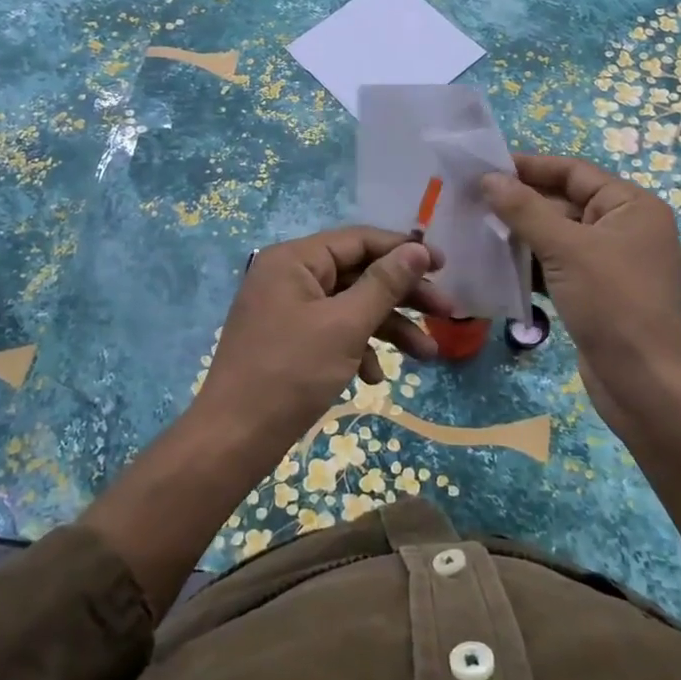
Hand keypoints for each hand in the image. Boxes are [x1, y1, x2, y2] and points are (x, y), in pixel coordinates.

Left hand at [196, 227, 453, 445]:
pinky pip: (333, 331)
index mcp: (295, 260)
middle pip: (358, 274)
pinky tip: (374, 377)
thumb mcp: (345, 325)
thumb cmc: (291, 373)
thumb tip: (418, 249)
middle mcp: (289, 276)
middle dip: (402, 296)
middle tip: (446, 314)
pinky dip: (358, 348)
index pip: (359, 240)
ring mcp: (287, 309)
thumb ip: (384, 284)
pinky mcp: (289, 340)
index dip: (403, 250)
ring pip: (350, 306)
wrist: (234, 439)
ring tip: (429, 355)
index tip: (445, 267)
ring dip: (389, 328)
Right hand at [482, 155, 680, 421]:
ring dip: (519, 235)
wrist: (646, 385)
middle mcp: (623, 228)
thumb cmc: (614, 304)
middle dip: (519, 203)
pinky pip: (557, 267)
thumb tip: (489, 178)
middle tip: (469, 201)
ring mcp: (609, 264)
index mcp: (631, 206)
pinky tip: (493, 265)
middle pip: (564, 203)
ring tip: (473, 229)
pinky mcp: (595, 293)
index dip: (530, 167)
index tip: (484, 167)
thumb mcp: (567, 249)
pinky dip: (529, 265)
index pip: (574, 172)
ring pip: (556, 237)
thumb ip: (525, 210)